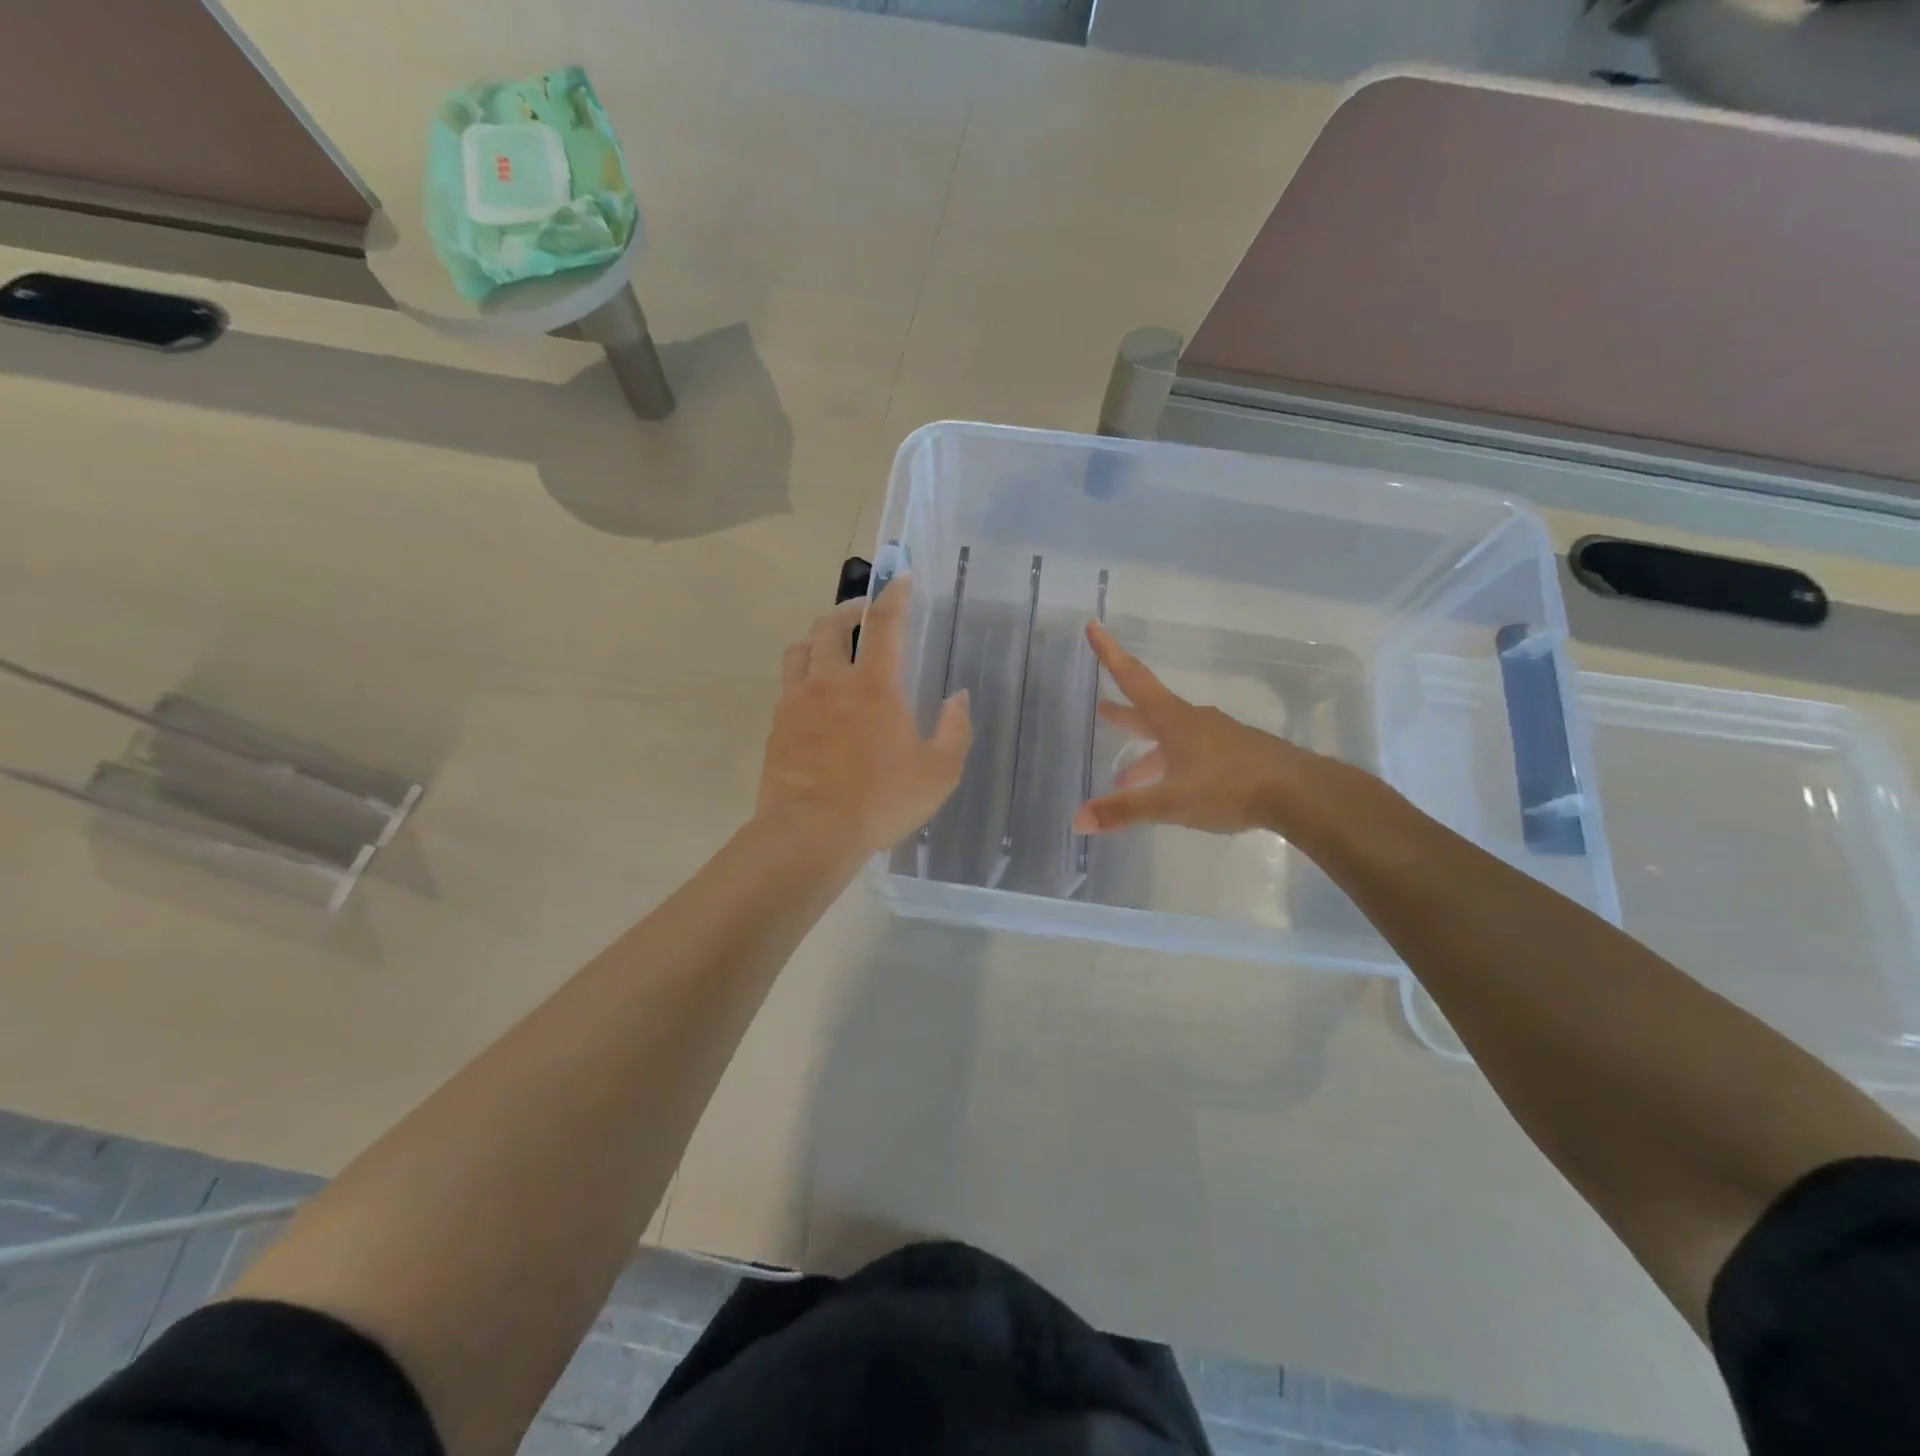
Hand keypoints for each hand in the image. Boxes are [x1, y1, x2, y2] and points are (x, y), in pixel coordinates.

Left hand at [757, 577, 971, 857]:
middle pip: (830, 626)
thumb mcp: (939, 773)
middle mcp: (831, 682)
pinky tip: (811, 697)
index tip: (900, 578)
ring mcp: (797, 702)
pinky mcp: (776, 726)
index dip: (894, 595)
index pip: (885, 624)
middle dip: (848, 611)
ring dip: (817, 640)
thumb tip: (957, 697)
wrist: (811, 833)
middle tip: (861, 614)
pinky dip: (801, 677)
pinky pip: (786, 686)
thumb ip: (955, 730)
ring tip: (830, 649)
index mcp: (875, 687)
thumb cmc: (881, 802)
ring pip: (799, 650)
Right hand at [1073, 621, 1360, 836]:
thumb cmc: (1229, 787)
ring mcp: (1216, 737)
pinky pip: (1191, 754)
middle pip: (1149, 709)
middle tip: (1100, 708)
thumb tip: (1078, 819)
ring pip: (1170, 738)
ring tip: (1125, 775)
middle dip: (1122, 711)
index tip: (1094, 626)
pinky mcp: (1234, 756)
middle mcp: (1192, 721)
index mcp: (1173, 720)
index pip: (1133, 679)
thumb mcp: (1171, 802)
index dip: (1110, 653)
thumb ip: (1125, 810)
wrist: (1298, 792)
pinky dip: (1170, 765)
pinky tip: (1171, 787)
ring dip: (1146, 752)